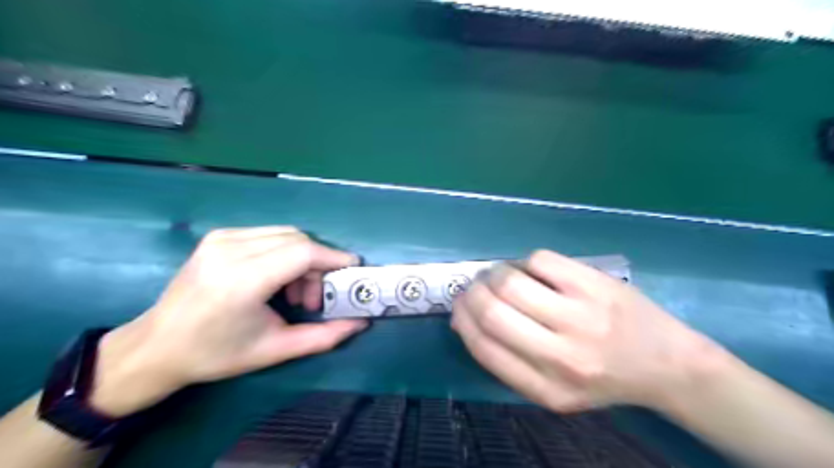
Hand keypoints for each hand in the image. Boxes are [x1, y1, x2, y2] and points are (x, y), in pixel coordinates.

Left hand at [86, 227, 367, 416]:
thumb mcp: (276, 350)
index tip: (352, 269)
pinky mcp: (218, 236)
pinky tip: (276, 279)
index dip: (333, 258)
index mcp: (242, 280)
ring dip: (302, 259)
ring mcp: (221, 238)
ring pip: (285, 234)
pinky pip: (268, 235)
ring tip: (294, 293)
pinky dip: (284, 253)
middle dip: (318, 265)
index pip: (303, 252)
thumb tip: (361, 322)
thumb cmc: (216, 353)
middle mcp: (230, 250)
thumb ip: (324, 336)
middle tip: (313, 298)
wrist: (156, 346)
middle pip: (298, 240)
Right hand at [454, 250, 726, 410]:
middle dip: (472, 292)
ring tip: (500, 275)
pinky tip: (534, 271)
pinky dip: (525, 262)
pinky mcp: (595, 284)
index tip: (458, 307)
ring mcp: (581, 316)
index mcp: (546, 389)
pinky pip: (539, 260)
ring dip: (494, 273)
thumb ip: (506, 360)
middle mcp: (562, 356)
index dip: (462, 320)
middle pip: (492, 311)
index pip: (484, 346)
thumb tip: (463, 317)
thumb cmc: (602, 378)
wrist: (668, 364)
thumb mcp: (552, 390)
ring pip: (511, 281)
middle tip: (475, 286)